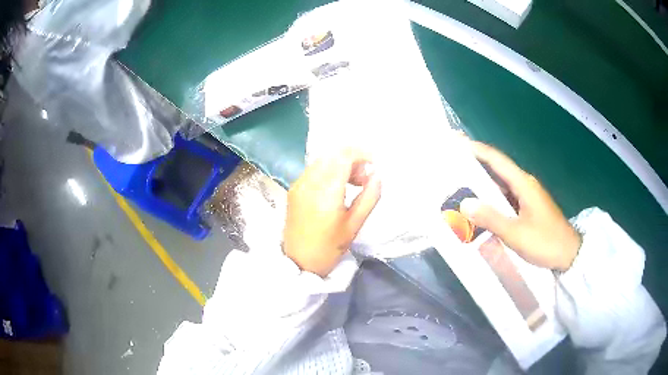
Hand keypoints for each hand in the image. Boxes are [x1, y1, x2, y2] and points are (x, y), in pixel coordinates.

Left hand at [283, 149, 381, 276]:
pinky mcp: (294, 188)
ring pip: (323, 159)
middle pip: (333, 154)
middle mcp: (309, 182)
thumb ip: (369, 197)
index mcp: (326, 192)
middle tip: (365, 177)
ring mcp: (299, 184)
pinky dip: (329, 169)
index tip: (374, 165)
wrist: (298, 261)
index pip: (344, 157)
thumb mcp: (355, 225)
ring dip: (341, 163)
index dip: (362, 154)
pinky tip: (337, 185)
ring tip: (354, 182)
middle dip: (353, 158)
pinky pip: (314, 169)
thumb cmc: (329, 248)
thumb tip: (377, 175)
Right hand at [460, 142, 581, 271]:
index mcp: (523, 184)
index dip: (477, 150)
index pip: (497, 160)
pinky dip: (492, 201)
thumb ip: (491, 218)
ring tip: (460, 189)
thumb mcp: (516, 233)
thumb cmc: (545, 241)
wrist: (568, 254)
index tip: (457, 144)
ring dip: (482, 186)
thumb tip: (465, 203)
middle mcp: (525, 185)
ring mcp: (527, 197)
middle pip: (497, 170)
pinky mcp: (528, 208)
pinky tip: (481, 209)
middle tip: (452, 168)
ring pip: (501, 186)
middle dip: (475, 167)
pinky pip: (506, 199)